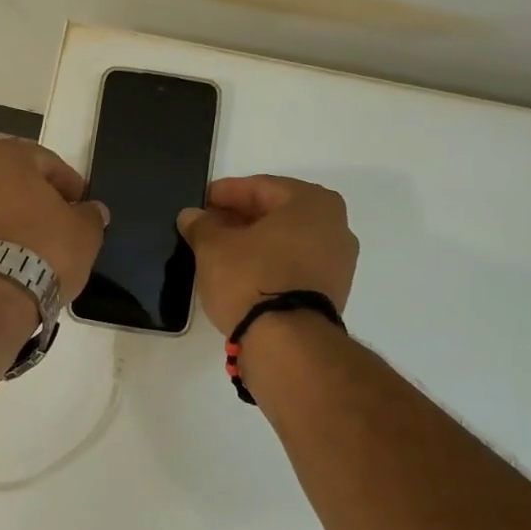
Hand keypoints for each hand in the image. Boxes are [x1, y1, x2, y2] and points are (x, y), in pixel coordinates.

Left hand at [0, 139, 108, 298]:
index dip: (69, 184)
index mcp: (6, 156)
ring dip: (18, 218)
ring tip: (40, 244)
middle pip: (17, 182)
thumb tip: (92, 211)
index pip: (47, 162)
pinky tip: (18, 257)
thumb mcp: (84, 230)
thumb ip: (91, 214)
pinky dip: (0, 236)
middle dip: (39, 199)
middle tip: (62, 221)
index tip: (82, 205)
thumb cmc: (45, 246)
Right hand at [176, 176, 356, 334]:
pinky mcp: (331, 293)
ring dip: (255, 242)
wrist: (287, 342)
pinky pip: (294, 265)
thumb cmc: (251, 278)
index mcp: (312, 203)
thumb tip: (192, 216)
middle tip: (207, 225)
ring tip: (220, 251)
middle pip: (277, 213)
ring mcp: (338, 262)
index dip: (225, 193)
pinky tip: (242, 273)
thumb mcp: (213, 246)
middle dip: (240, 217)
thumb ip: (201, 225)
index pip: (260, 187)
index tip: (201, 201)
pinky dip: (269, 263)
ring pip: (286, 241)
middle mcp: (335, 226)